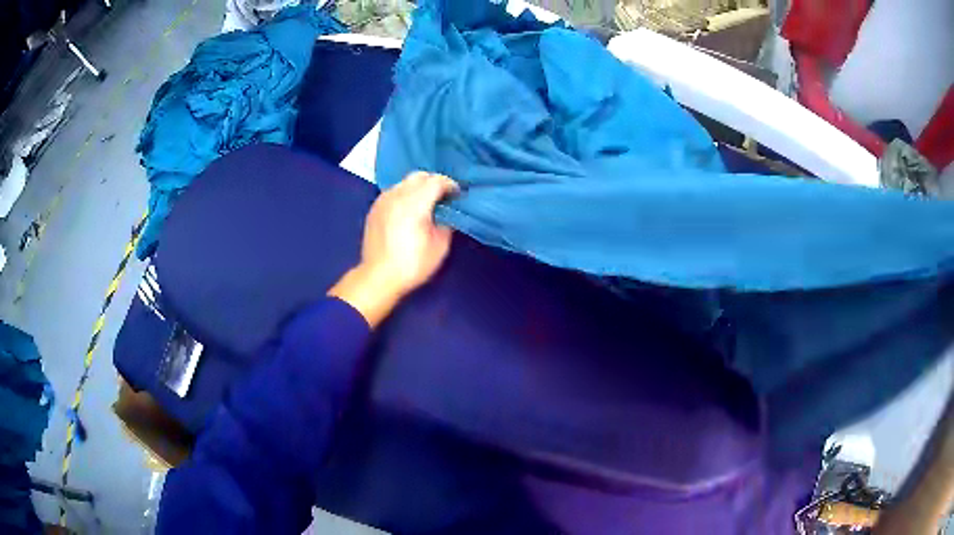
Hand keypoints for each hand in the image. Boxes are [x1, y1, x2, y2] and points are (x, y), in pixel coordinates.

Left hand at [329, 172, 457, 326]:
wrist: (378, 277)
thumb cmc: (412, 264)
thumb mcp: (440, 246)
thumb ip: (447, 222)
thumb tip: (448, 212)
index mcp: (414, 203)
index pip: (437, 181)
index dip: (451, 185)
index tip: (458, 196)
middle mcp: (397, 195)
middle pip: (420, 176)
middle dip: (434, 183)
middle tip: (443, 198)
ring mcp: (383, 200)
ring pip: (405, 182)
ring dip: (419, 187)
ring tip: (426, 204)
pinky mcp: (374, 208)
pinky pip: (394, 191)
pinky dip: (405, 194)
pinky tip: (409, 210)